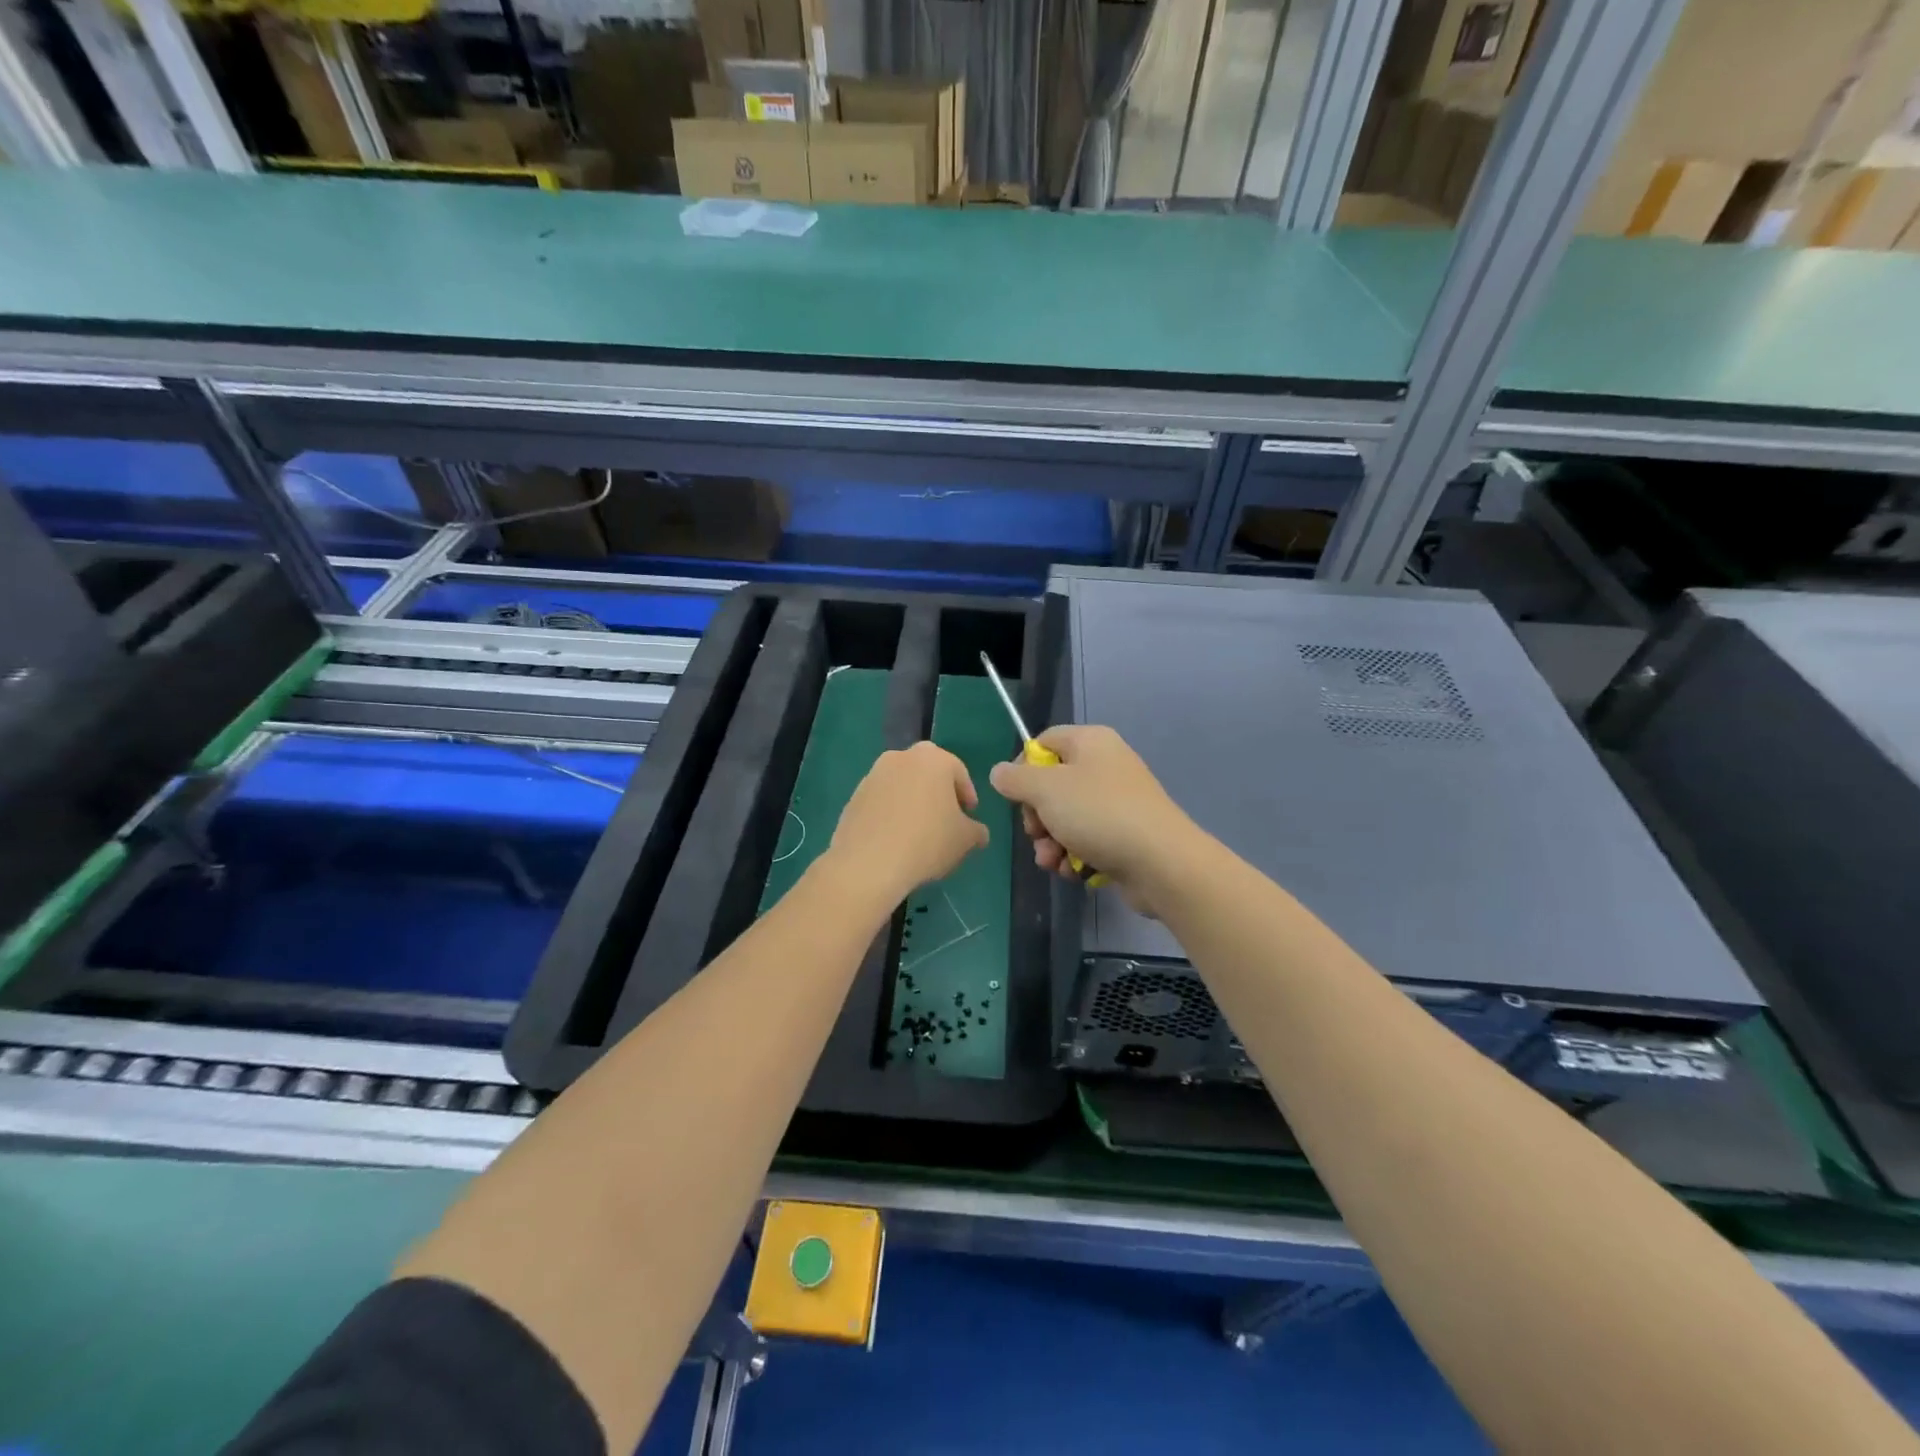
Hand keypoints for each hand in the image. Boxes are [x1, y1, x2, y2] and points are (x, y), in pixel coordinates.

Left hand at [827, 741, 989, 902]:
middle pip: (927, 771)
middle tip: (944, 817)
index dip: (967, 795)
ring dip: (911, 800)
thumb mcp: (965, 840)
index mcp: (933, 759)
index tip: (969, 816)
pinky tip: (894, 838)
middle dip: (938, 791)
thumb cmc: (927, 842)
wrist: (869, 863)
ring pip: (901, 784)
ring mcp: (873, 775)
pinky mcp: (853, 796)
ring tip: (918, 831)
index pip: (958, 771)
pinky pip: (881, 800)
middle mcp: (901, 758)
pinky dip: (890, 812)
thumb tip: (979, 833)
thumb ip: (976, 831)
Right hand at [988, 725, 1199, 911]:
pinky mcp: (1125, 835)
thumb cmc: (1098, 814)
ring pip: (1067, 818)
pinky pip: (1088, 839)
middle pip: (1052, 785)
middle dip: (1037, 816)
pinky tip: (1072, 871)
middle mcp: (1106, 766)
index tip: (1015, 795)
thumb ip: (1015, 779)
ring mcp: (1117, 802)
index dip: (1023, 767)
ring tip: (1053, 861)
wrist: (1160, 862)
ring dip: (1051, 842)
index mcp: (1090, 742)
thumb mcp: (1046, 790)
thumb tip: (999, 772)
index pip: (1044, 742)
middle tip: (1036, 833)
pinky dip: (1075, 855)